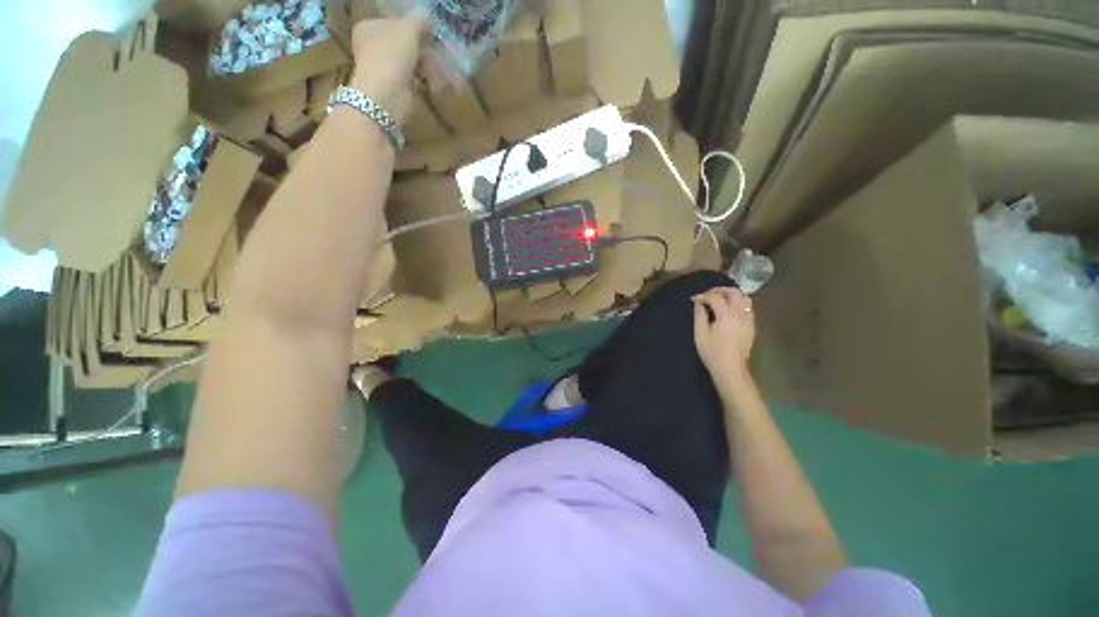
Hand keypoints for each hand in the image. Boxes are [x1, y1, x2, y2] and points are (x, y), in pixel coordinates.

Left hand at [349, 17, 425, 123]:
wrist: (387, 94)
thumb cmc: (393, 54)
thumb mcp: (408, 29)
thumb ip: (418, 21)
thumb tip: (427, 18)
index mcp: (368, 27)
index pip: (391, 22)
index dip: (409, 26)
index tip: (426, 33)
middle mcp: (370, 46)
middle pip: (399, 43)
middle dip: (417, 48)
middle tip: (433, 50)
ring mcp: (380, 69)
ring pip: (405, 63)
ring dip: (420, 65)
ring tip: (434, 67)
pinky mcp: (392, 89)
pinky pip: (410, 80)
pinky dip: (420, 81)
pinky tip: (429, 81)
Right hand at [693, 287, 755, 383]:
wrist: (731, 369)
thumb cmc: (713, 352)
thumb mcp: (700, 334)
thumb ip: (700, 315)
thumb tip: (699, 303)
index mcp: (727, 316)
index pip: (716, 297)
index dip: (703, 296)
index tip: (694, 299)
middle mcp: (741, 314)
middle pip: (734, 292)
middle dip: (720, 290)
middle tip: (708, 294)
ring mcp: (749, 320)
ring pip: (744, 298)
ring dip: (731, 295)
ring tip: (719, 299)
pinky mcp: (752, 326)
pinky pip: (748, 307)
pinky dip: (738, 303)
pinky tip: (728, 310)